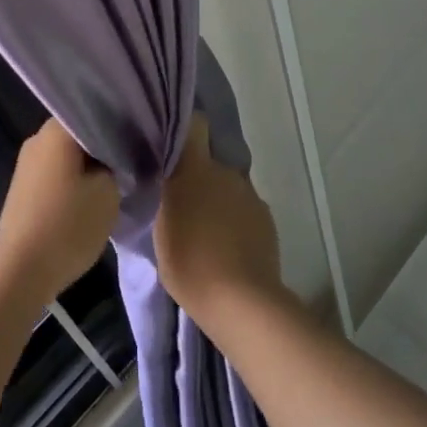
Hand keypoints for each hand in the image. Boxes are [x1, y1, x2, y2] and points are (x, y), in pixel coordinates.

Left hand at [0, 118, 120, 307]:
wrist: (19, 273)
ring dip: (91, 165)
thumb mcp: (109, 191)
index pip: (96, 112)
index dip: (122, 123)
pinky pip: (57, 173)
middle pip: (81, 133)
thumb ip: (117, 164)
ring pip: (69, 155)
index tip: (141, 137)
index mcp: (57, 131)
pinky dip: (75, 180)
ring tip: (118, 180)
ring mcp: (27, 165)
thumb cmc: (68, 225)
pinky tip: (93, 196)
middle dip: (106, 146)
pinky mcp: (24, 189)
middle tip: (134, 159)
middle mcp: (38, 139)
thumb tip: (115, 158)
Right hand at [154, 114, 284, 329]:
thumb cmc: (189, 263)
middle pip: (210, 162)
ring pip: (227, 187)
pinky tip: (227, 246)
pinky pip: (244, 209)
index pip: (194, 125)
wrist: (240, 300)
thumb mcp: (161, 229)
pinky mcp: (266, 217)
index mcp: (196, 169)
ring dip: (217, 200)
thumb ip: (166, 198)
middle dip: (198, 176)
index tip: (173, 142)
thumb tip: (169, 184)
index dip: (185, 129)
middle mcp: (227, 173)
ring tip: (206, 230)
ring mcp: (250, 194)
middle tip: (183, 202)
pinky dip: (235, 220)